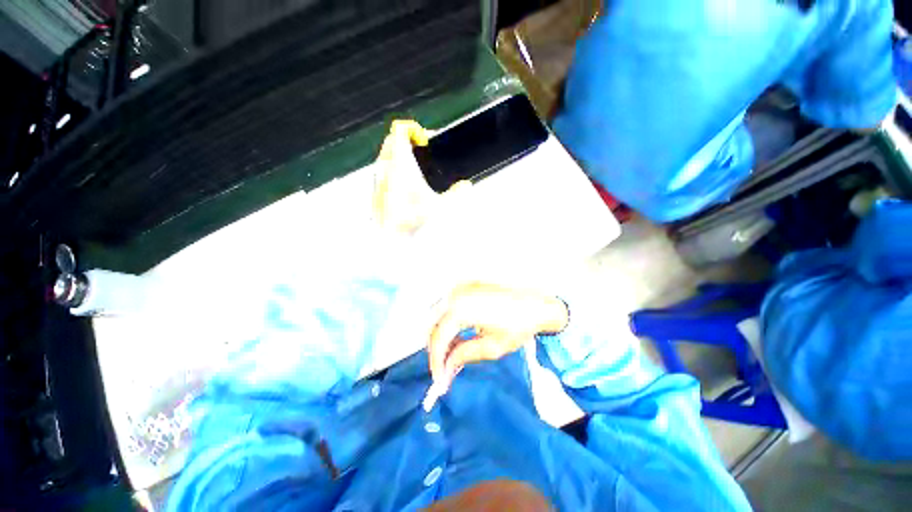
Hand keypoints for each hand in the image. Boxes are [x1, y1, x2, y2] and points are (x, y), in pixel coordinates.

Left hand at [372, 120, 469, 233]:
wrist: (389, 238)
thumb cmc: (413, 220)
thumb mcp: (441, 207)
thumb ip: (456, 194)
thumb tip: (466, 185)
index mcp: (401, 163)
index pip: (400, 129)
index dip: (413, 128)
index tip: (426, 141)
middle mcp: (386, 166)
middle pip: (391, 138)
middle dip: (407, 139)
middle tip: (422, 152)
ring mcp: (378, 177)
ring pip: (385, 153)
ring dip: (399, 153)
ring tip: (415, 168)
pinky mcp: (375, 189)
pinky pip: (383, 168)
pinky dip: (393, 167)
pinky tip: (405, 185)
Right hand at [427, 282, 568, 389]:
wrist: (538, 302)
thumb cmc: (519, 324)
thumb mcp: (492, 346)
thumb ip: (463, 355)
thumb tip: (446, 368)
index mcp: (461, 308)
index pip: (438, 338)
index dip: (436, 361)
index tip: (439, 379)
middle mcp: (455, 293)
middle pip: (434, 324)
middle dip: (436, 348)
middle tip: (445, 368)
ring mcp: (460, 287)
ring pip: (439, 314)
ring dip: (441, 335)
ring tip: (452, 353)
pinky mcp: (466, 285)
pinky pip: (449, 305)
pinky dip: (449, 322)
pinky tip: (459, 334)